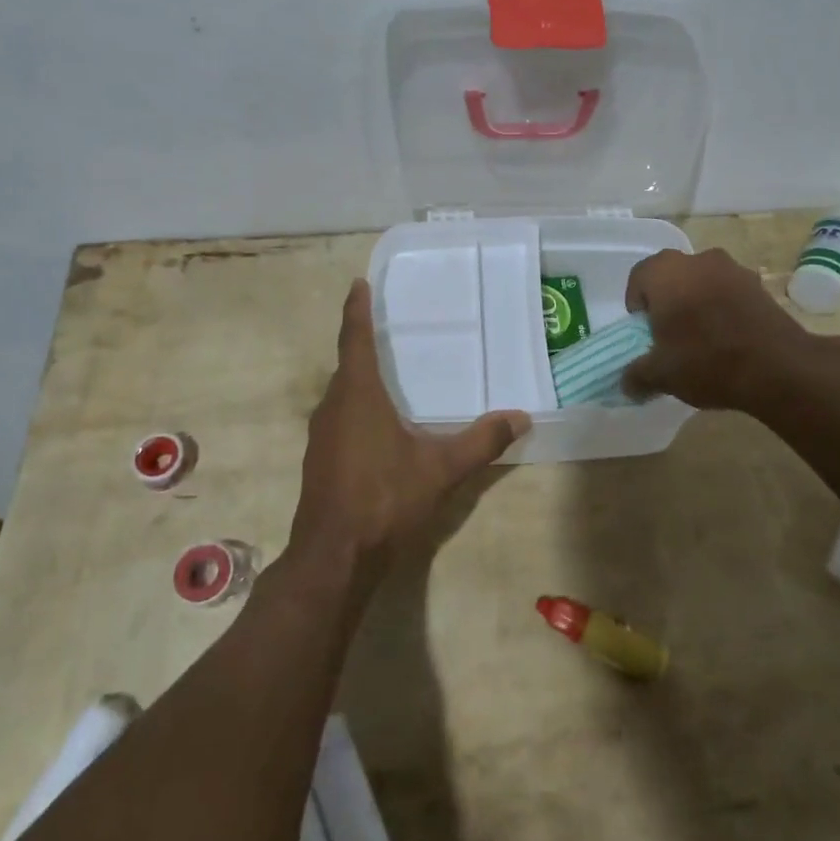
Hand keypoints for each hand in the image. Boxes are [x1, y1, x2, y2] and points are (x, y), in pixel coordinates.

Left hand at [290, 280, 529, 587]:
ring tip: (388, 377)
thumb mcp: (440, 468)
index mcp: (357, 395)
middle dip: (364, 346)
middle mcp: (333, 406)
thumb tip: (521, 417)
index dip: (356, 310)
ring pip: (342, 395)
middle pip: (347, 366)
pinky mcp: (319, 460)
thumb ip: (482, 441)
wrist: (333, 556)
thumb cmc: (384, 498)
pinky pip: (339, 418)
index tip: (357, 284)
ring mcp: (320, 435)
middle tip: (388, 331)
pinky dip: (356, 409)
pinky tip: (378, 428)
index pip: (355, 339)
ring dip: (360, 381)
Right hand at [621, 247, 839, 410]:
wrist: (778, 367)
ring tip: (702, 340)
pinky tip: (729, 340)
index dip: (637, 306)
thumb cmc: (706, 360)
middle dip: (667, 303)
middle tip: (670, 336)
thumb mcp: (661, 375)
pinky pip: (729, 293)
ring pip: (702, 283)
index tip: (645, 333)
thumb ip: (636, 376)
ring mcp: (733, 269)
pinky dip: (723, 309)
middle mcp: (698, 260)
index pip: (638, 278)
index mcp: (665, 272)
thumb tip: (627, 384)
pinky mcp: (759, 285)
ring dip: (697, 303)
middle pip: (671, 277)